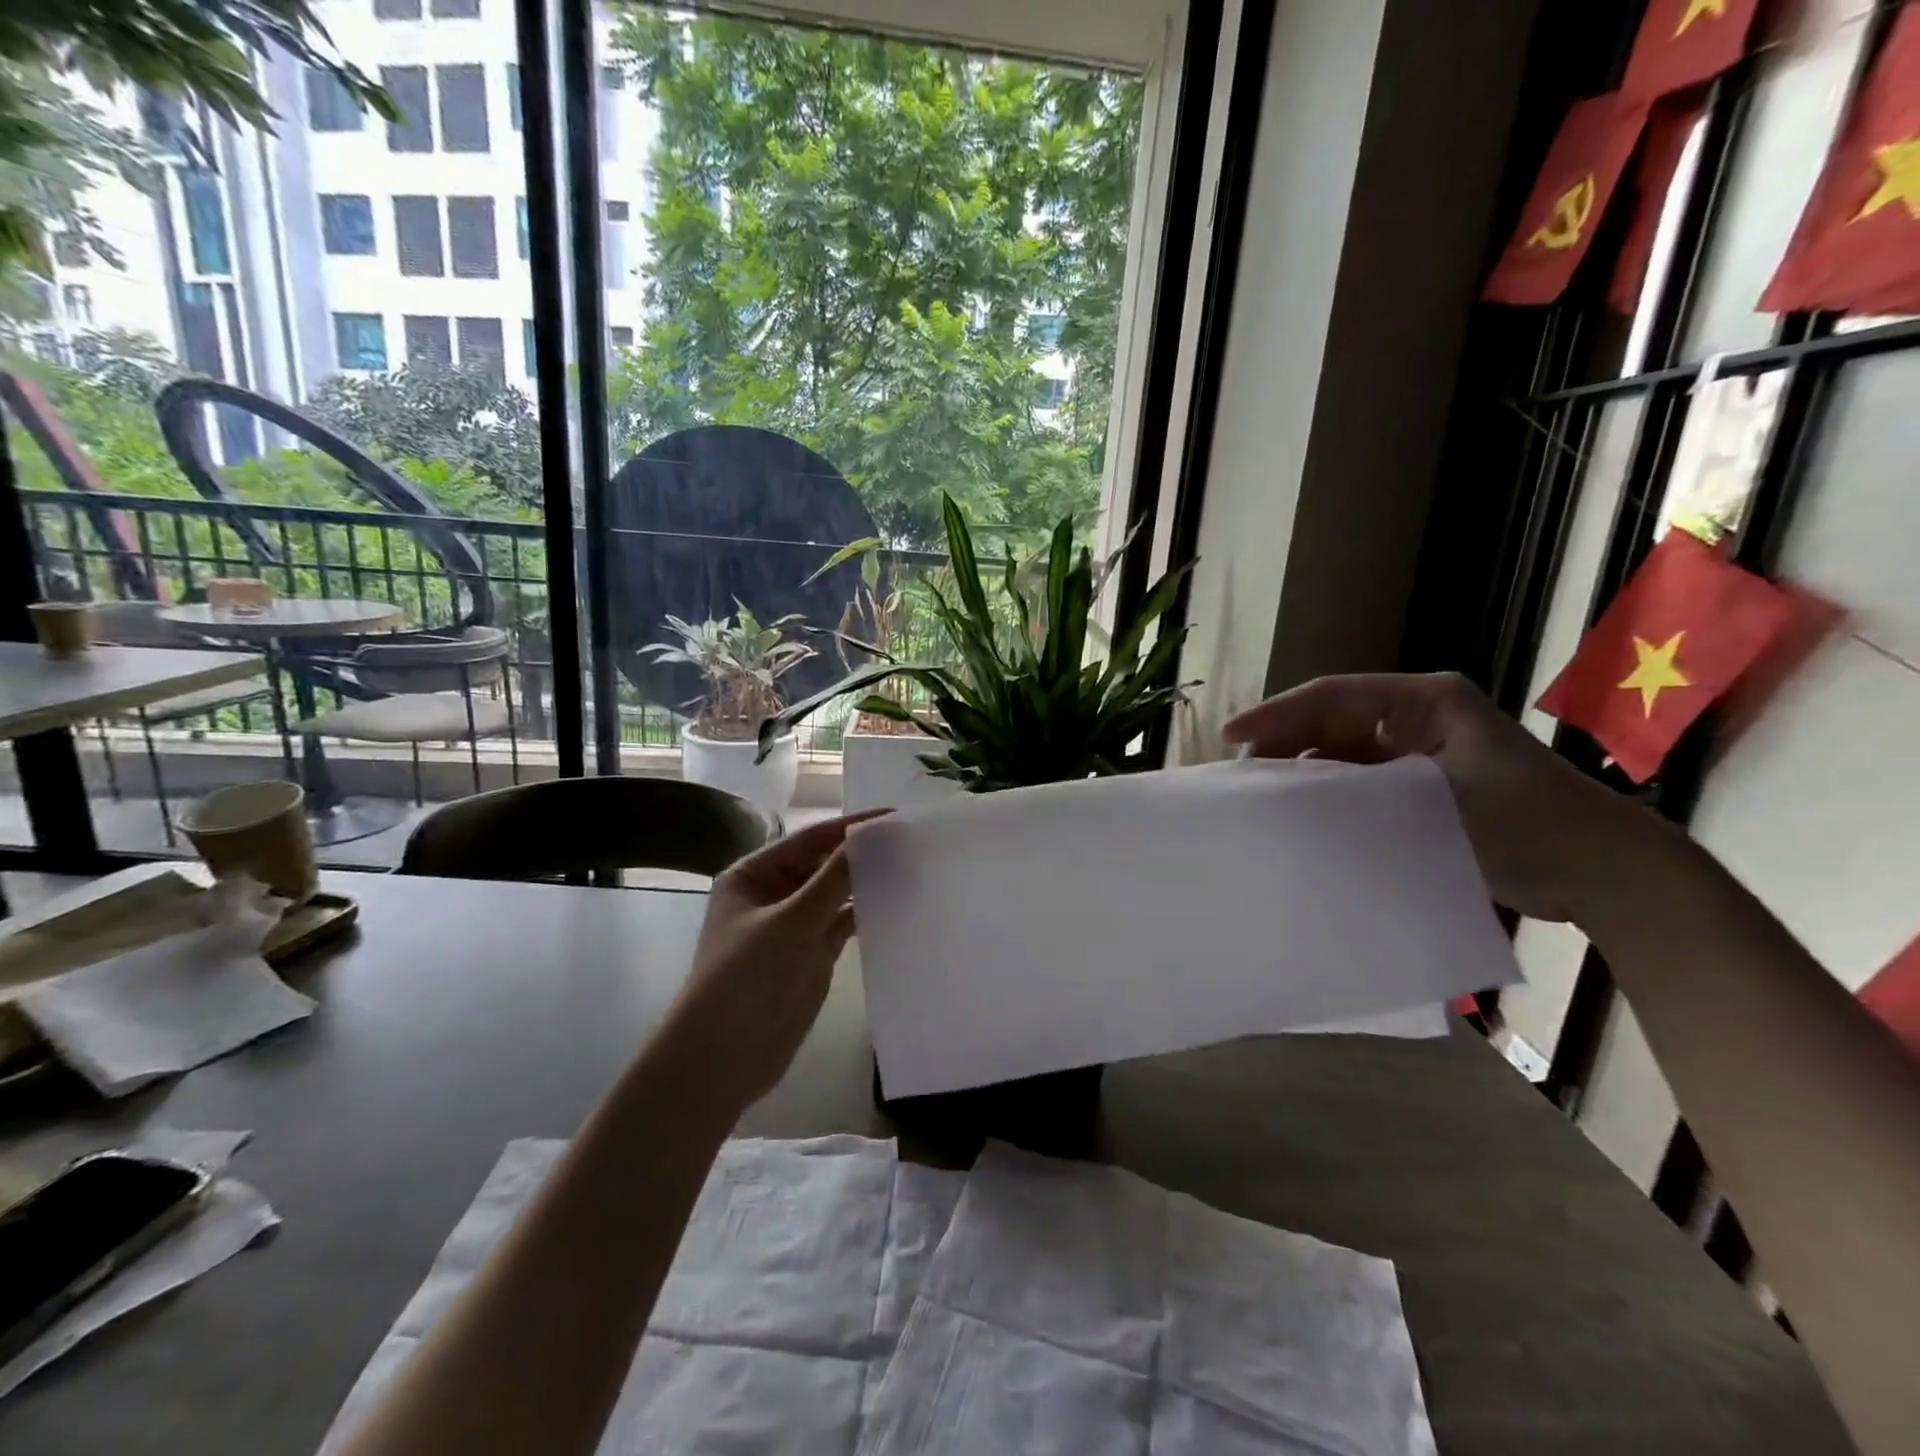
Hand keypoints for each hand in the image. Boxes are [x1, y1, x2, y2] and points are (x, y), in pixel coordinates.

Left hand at [667, 811, 882, 1111]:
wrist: (722, 1061)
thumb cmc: (745, 980)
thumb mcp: (790, 923)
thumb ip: (833, 879)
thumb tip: (872, 835)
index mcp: (753, 874)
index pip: (809, 839)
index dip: (851, 827)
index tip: (894, 815)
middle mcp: (773, 893)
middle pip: (824, 863)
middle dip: (862, 853)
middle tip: (912, 841)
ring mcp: (794, 925)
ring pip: (836, 893)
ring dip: (867, 882)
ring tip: (913, 867)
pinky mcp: (812, 954)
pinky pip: (843, 923)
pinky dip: (866, 912)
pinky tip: (897, 903)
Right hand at [1223, 673, 1650, 922]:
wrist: (1602, 870)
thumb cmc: (1529, 821)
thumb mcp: (1437, 795)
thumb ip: (1360, 786)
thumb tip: (1289, 790)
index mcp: (1425, 699)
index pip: (1332, 696)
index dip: (1277, 714)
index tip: (1232, 737)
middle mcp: (1415, 716)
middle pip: (1330, 720)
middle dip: (1284, 743)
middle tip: (1242, 775)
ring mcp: (1416, 751)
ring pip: (1339, 751)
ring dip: (1302, 770)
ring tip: (1263, 796)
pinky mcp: (1418, 786)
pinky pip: (1357, 781)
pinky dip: (1328, 793)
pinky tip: (1303, 814)